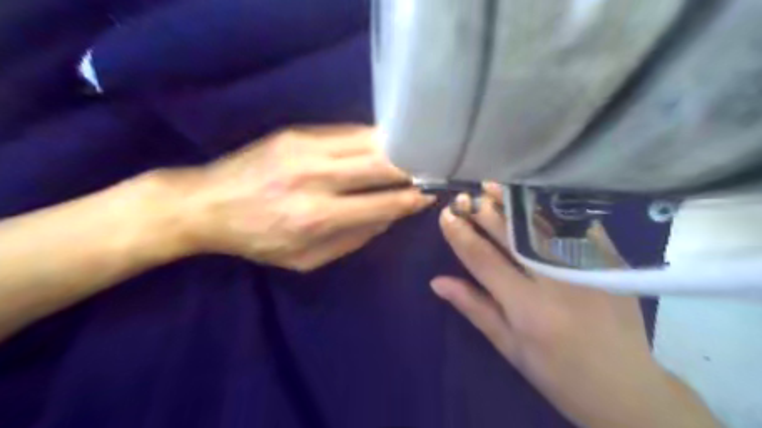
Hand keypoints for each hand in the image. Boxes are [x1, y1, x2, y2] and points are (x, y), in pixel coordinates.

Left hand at [158, 124, 433, 270]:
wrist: (207, 204)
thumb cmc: (259, 240)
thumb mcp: (306, 260)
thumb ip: (354, 239)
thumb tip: (389, 215)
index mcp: (317, 217)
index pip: (382, 202)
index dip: (411, 198)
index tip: (430, 194)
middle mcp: (315, 177)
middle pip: (381, 164)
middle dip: (412, 167)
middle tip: (430, 170)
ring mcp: (306, 147)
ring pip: (368, 141)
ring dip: (396, 148)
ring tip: (413, 154)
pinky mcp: (297, 131)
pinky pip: (348, 131)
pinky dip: (371, 139)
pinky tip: (382, 145)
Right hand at [434, 184, 720, 427]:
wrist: (626, 387)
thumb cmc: (556, 373)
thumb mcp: (508, 346)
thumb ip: (474, 308)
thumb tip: (437, 281)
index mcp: (527, 308)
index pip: (484, 260)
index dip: (461, 235)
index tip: (446, 216)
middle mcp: (556, 282)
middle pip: (512, 235)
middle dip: (484, 212)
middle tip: (465, 198)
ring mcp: (587, 268)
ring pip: (542, 224)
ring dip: (513, 203)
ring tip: (491, 187)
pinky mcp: (609, 263)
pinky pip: (575, 226)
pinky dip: (549, 209)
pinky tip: (532, 196)